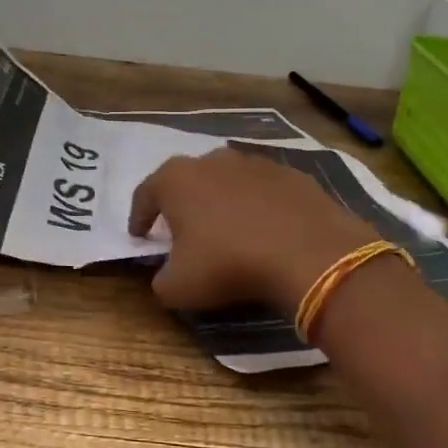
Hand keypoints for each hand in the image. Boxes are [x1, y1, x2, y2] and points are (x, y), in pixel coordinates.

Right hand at [128, 147, 378, 312]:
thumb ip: (160, 279)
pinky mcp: (291, 174)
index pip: (145, 194)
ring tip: (226, 230)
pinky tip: (265, 231)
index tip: (139, 235)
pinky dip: (258, 206)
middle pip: (187, 180)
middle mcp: (212, 160)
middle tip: (182, 231)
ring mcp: (255, 163)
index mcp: (176, 180)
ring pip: (227, 181)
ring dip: (221, 202)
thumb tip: (165, 276)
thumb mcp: (178, 287)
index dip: (139, 217)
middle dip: (182, 203)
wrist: (309, 252)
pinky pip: (263, 191)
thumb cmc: (229, 264)